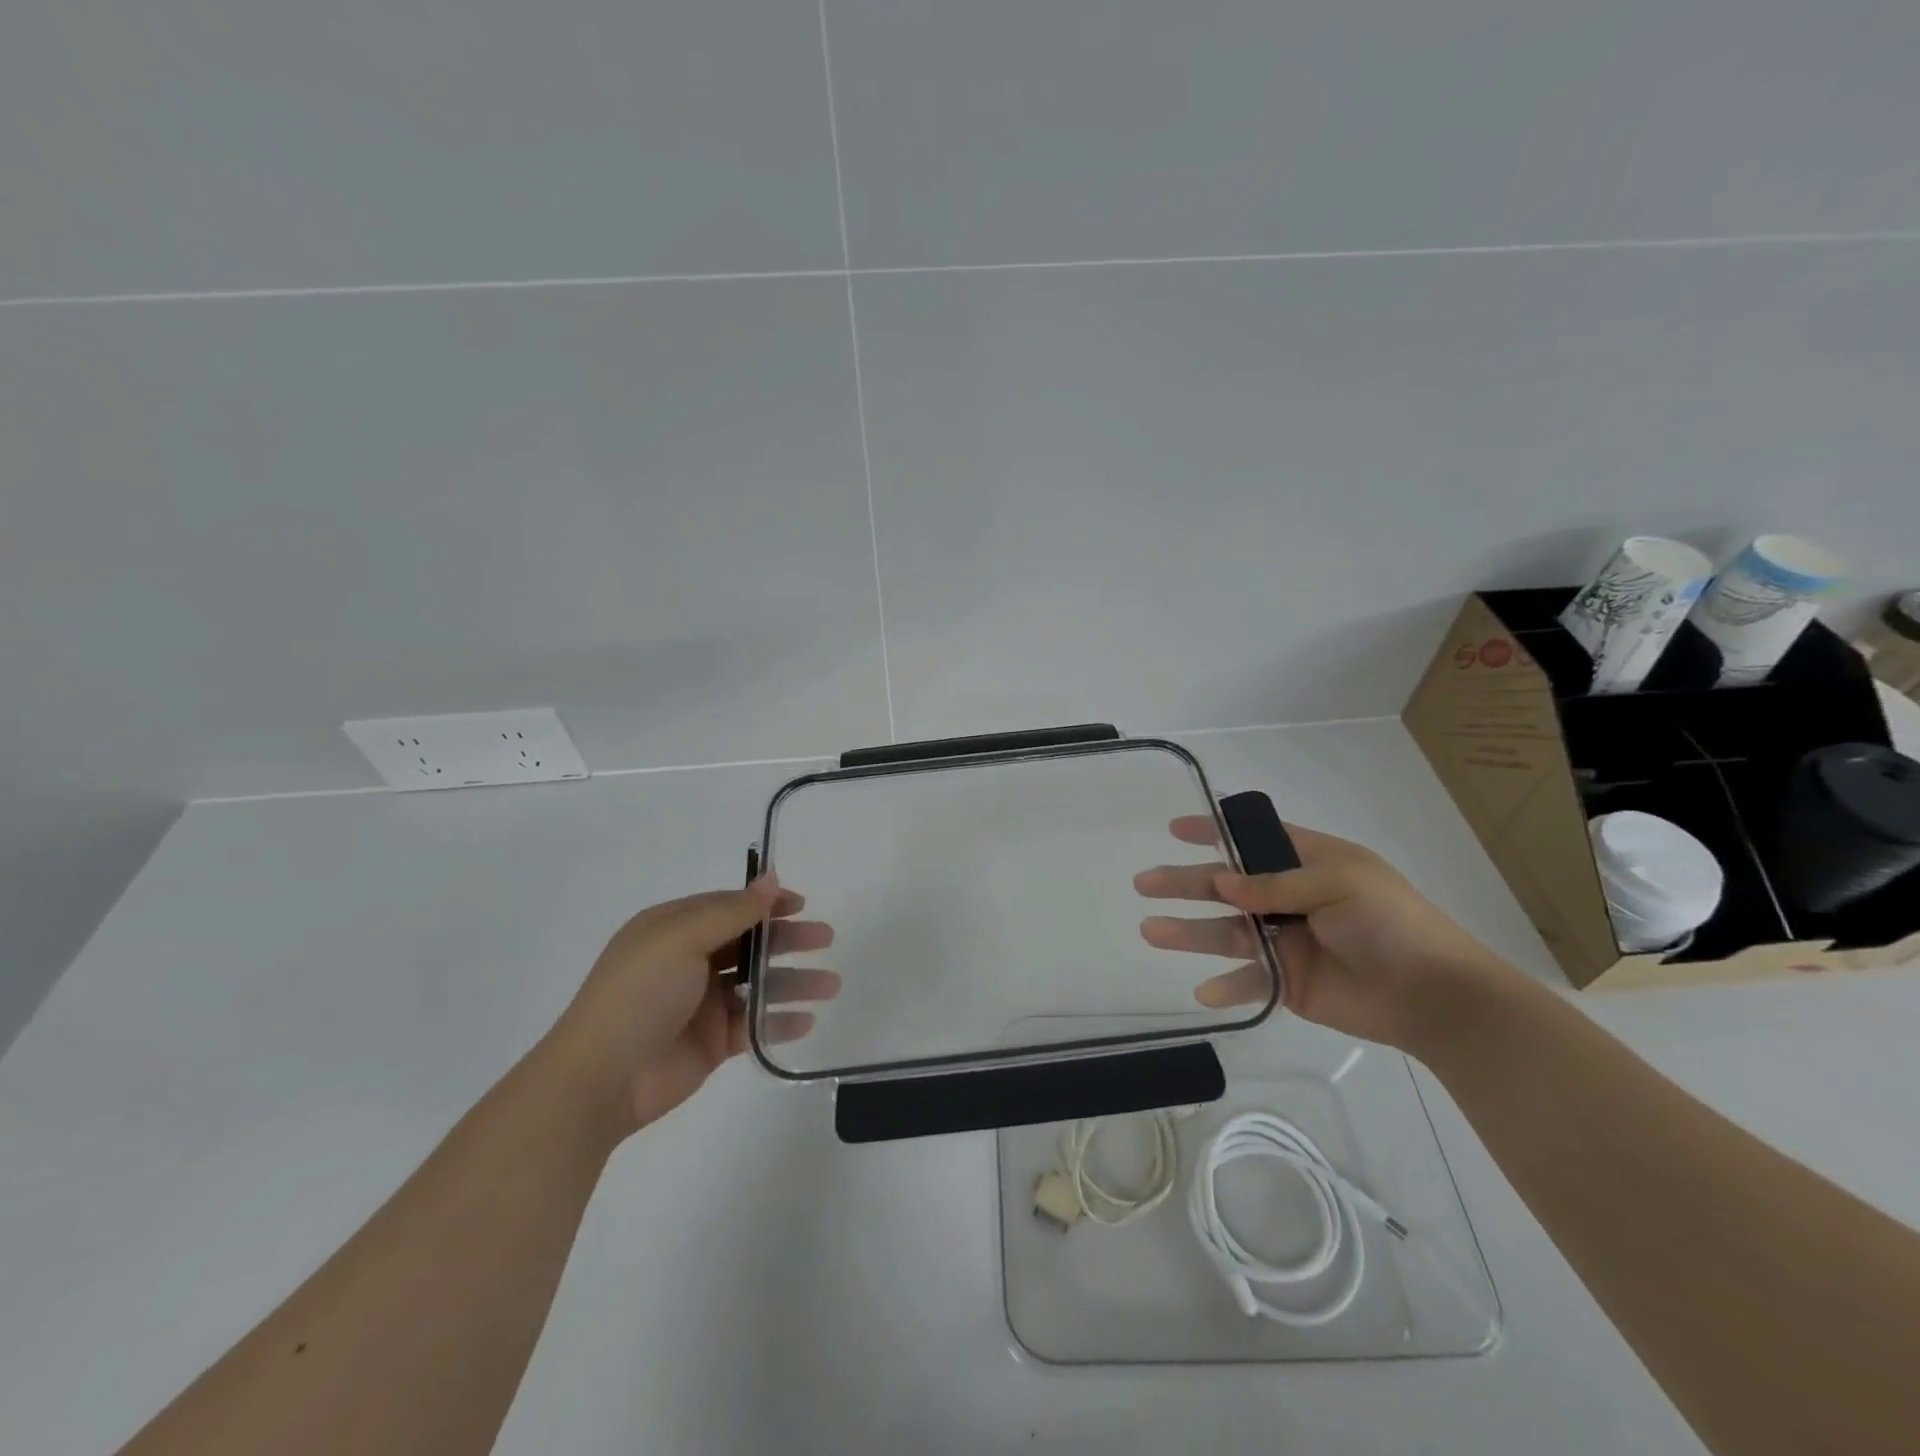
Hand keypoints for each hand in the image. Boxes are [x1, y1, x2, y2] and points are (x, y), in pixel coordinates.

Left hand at [540, 877, 837, 1140]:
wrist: (600, 1079)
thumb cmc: (638, 995)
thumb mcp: (681, 939)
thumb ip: (732, 910)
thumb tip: (771, 877)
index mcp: (674, 930)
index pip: (729, 907)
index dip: (766, 904)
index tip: (801, 905)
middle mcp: (688, 962)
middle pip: (749, 943)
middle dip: (788, 940)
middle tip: (825, 940)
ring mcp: (701, 1004)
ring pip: (757, 985)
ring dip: (794, 982)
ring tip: (830, 985)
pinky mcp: (710, 1042)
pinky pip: (753, 1025)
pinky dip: (779, 1021)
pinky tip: (806, 1020)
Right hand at [1134, 819, 1510, 1051]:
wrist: (1434, 996)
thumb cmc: (1391, 922)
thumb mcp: (1339, 884)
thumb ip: (1276, 884)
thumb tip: (1221, 883)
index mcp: (1308, 864)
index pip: (1252, 840)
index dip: (1214, 832)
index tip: (1176, 828)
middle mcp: (1289, 899)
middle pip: (1226, 886)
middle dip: (1185, 883)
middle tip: (1145, 883)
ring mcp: (1285, 942)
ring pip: (1226, 932)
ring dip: (1189, 933)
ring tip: (1150, 932)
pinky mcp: (1287, 983)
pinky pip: (1248, 981)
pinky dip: (1226, 987)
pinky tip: (1203, 993)